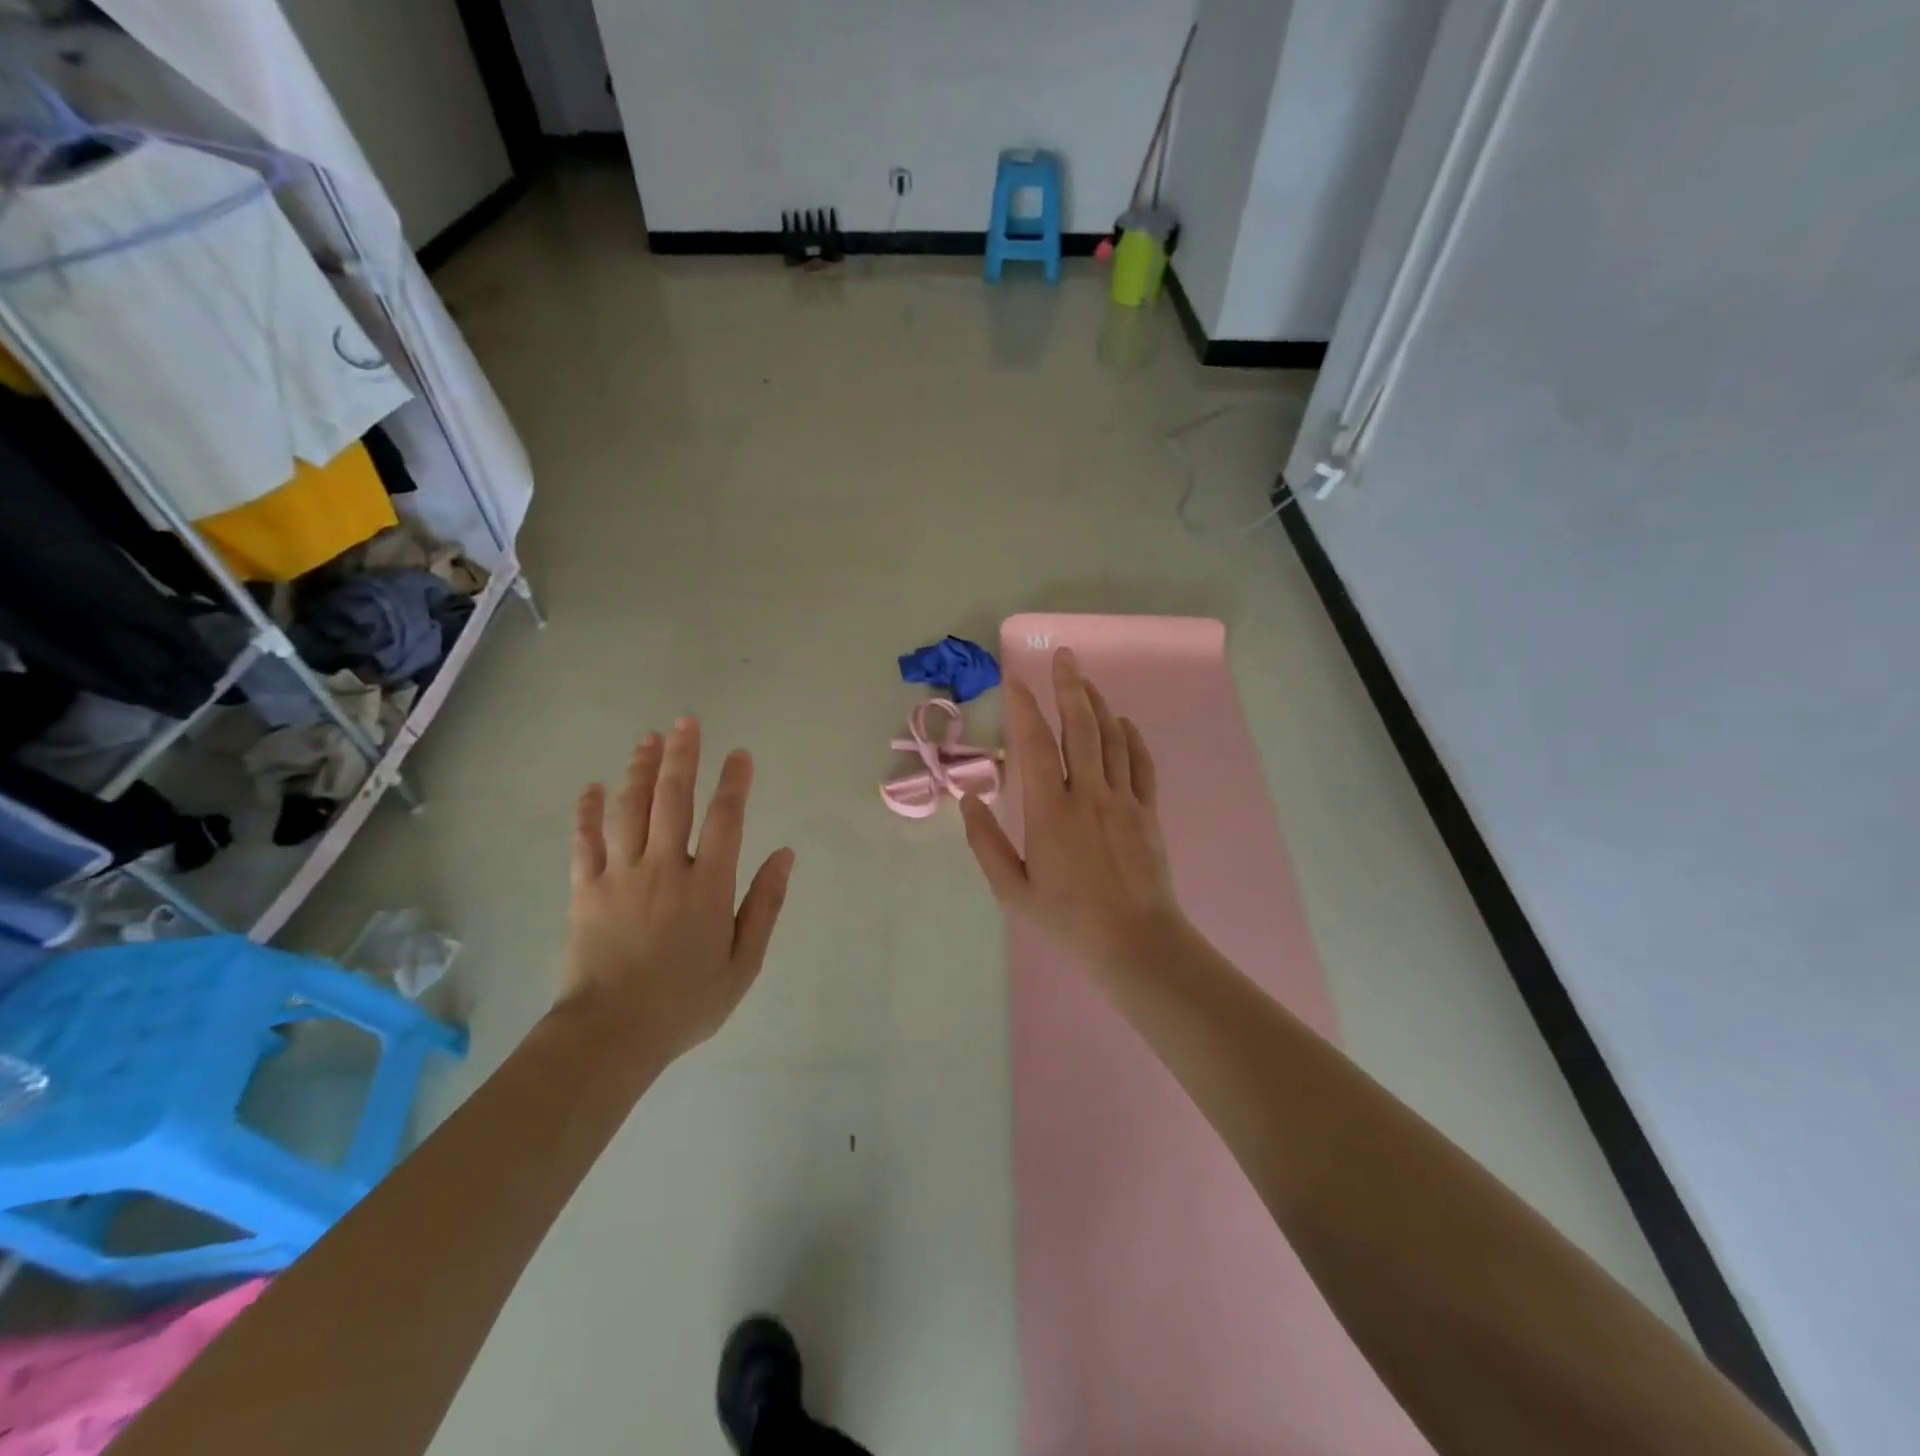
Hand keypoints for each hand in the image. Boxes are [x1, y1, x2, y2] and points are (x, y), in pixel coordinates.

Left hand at [561, 718, 794, 1060]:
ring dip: (639, 770)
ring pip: (630, 809)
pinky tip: (592, 788)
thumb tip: (785, 855)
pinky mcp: (586, 889)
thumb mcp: (744, 962)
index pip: (725, 819)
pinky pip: (585, 841)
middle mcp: (665, 868)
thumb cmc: (686, 1002)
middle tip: (687, 722)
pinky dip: (587, 812)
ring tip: (648, 739)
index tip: (739, 754)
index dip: (734, 782)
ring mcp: (621, 875)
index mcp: (708, 885)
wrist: (612, 1034)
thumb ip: (765, 904)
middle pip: (673, 799)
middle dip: (682, 756)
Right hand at [961, 647, 1188, 971]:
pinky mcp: (1147, 811)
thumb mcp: (1012, 890)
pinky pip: (1141, 763)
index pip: (1035, 744)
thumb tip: (967, 800)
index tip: (1014, 680)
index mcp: (1050, 810)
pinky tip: (1123, 722)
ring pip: (1112, 737)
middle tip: (1063, 656)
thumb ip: (985, 843)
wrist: (1135, 942)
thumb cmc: (1067, 919)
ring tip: (1085, 680)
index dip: (1024, 707)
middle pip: (1080, 727)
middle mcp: (1088, 793)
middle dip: (1069, 687)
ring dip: (1098, 704)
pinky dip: (1131, 737)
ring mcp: (1123, 799)